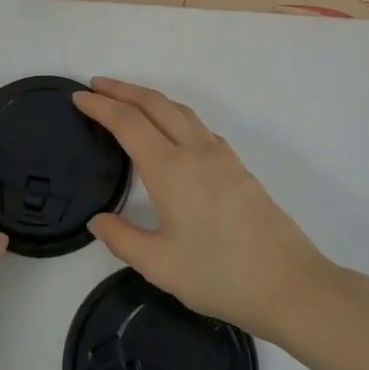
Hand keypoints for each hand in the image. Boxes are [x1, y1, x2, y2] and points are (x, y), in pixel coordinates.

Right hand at [75, 78, 335, 343]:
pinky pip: (198, 126)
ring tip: (127, 101)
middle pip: (155, 104)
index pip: (128, 123)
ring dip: (149, 98)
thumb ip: (123, 239)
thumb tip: (97, 220)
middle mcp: (195, 151)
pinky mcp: (238, 167)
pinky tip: (171, 133)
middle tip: (96, 85)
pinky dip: (173, 115)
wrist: (290, 284)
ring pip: (180, 110)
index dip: (101, 106)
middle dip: (123, 89)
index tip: (78, 97)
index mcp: (170, 169)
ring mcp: (221, 156)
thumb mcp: (160, 266)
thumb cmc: (220, 276)